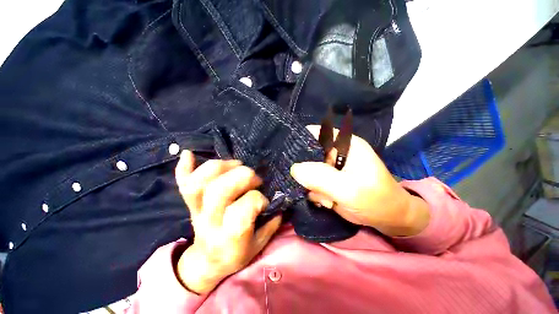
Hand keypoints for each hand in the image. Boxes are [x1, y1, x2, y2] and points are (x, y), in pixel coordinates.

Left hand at [174, 151, 281, 294]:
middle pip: (220, 189)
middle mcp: (210, 220)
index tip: (265, 202)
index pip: (244, 207)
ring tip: (236, 165)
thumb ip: (270, 224)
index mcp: (230, 234)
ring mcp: (196, 210)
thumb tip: (279, 203)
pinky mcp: (190, 203)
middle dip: (243, 176)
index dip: (259, 199)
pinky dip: (184, 167)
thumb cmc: (235, 254)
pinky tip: (189, 154)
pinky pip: (182, 183)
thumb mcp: (258, 246)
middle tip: (254, 179)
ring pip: (200, 182)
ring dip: (221, 166)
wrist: (207, 262)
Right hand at [290, 126, 429, 236]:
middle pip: (307, 153)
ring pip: (306, 170)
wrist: (387, 218)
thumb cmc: (375, 199)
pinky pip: (310, 182)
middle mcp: (335, 152)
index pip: (316, 133)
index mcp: (343, 144)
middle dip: (304, 170)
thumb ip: (321, 177)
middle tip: (309, 185)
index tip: (288, 155)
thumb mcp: (349, 189)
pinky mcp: (327, 180)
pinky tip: (325, 201)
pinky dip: (313, 192)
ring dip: (311, 185)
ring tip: (326, 198)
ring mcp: (330, 167)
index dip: (300, 140)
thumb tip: (294, 169)